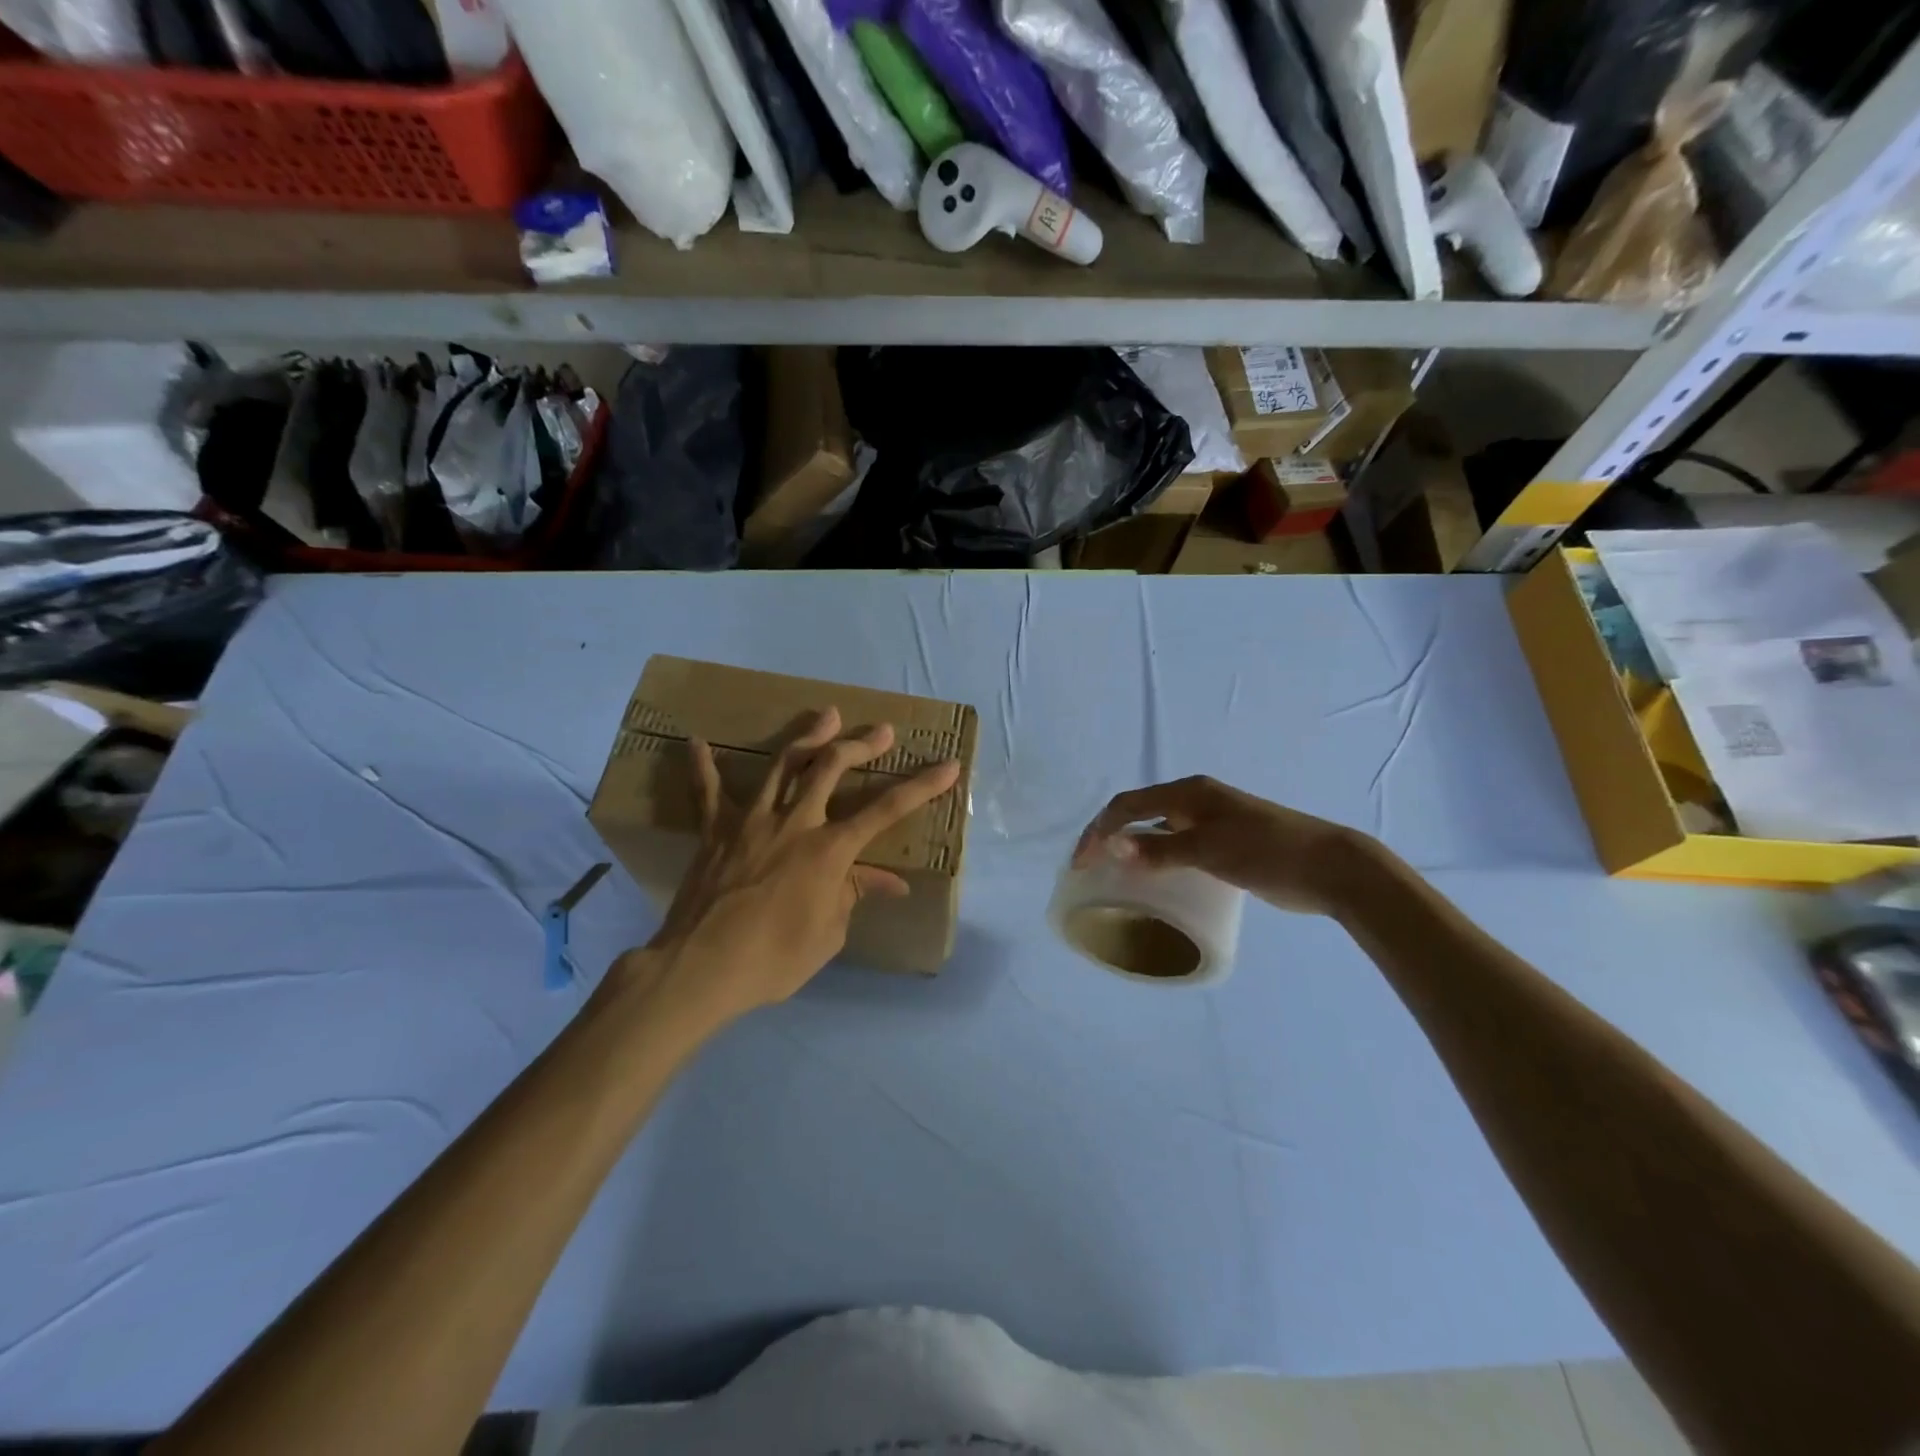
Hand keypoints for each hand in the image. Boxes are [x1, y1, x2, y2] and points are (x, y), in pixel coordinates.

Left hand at [627, 707, 960, 1019]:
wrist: (701, 968)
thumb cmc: (774, 958)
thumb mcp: (829, 934)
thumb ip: (855, 895)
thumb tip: (891, 882)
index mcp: (829, 850)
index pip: (886, 810)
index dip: (922, 786)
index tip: (948, 765)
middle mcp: (794, 822)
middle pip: (831, 768)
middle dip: (861, 745)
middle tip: (882, 731)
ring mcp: (751, 820)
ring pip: (782, 764)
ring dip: (808, 736)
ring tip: (827, 715)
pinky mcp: (714, 830)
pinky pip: (707, 791)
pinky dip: (703, 765)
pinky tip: (697, 741)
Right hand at [1074, 776, 1376, 915]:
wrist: (1330, 866)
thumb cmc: (1267, 851)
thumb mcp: (1210, 849)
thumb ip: (1161, 848)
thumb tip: (1113, 845)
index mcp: (1188, 793)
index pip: (1127, 805)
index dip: (1099, 830)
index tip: (1081, 863)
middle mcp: (1194, 802)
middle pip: (1137, 813)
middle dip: (1108, 836)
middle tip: (1089, 868)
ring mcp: (1209, 822)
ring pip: (1156, 830)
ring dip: (1130, 847)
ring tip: (1112, 875)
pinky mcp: (1223, 844)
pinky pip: (1175, 846)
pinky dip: (1154, 858)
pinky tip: (1151, 880)